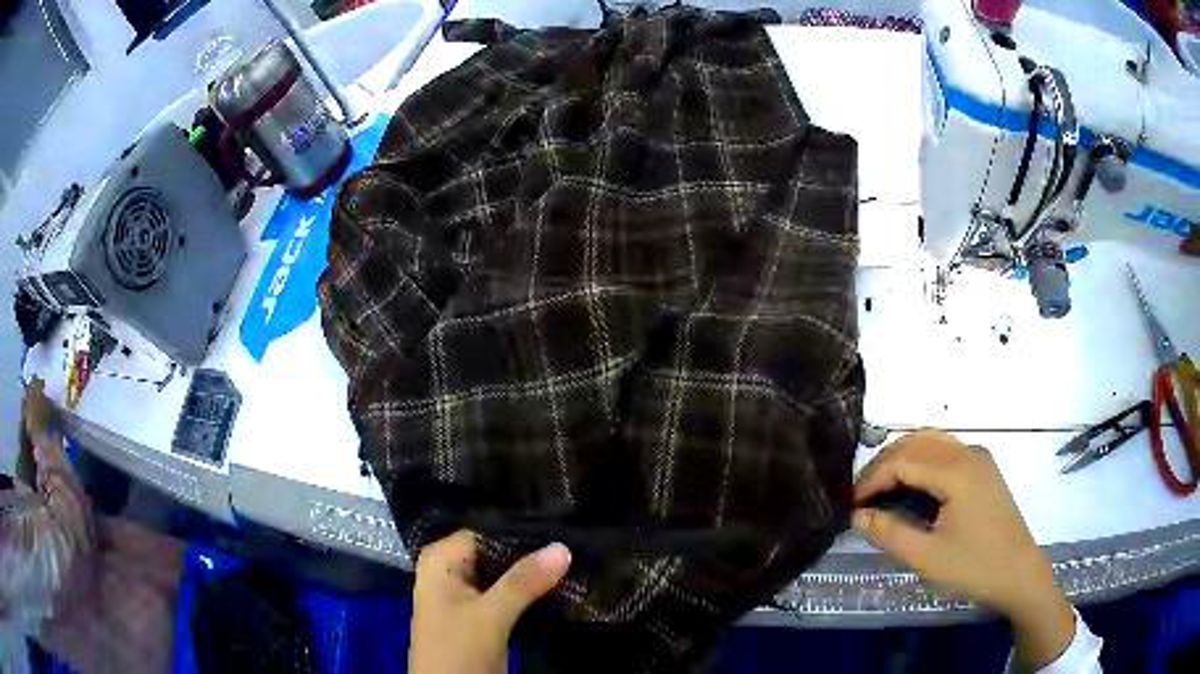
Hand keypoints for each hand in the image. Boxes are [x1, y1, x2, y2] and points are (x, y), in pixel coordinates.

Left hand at [409, 531, 570, 673]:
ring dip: (537, 575)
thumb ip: (523, 582)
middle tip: (578, 545)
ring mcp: (468, 595)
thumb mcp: (489, 616)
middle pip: (498, 553)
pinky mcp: (483, 616)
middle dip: (534, 554)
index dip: (524, 531)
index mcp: (442, 560)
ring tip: (579, 561)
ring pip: (507, 575)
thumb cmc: (457, 650)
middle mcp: (452, 570)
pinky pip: (511, 595)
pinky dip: (533, 593)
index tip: (565, 528)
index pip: (488, 531)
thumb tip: (563, 546)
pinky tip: (564, 586)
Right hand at [854, 431, 1074, 667]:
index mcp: (957, 470)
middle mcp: (968, 452)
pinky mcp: (983, 469)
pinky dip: (921, 461)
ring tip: (880, 490)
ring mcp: (978, 458)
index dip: (871, 479)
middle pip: (915, 443)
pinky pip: (944, 451)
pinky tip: (911, 486)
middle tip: (860, 498)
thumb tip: (858, 515)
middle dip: (883, 466)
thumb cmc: (975, 567)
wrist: (1019, 574)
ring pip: (930, 442)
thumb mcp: (927, 557)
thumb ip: (889, 533)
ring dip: (901, 460)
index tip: (850, 504)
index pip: (903, 460)